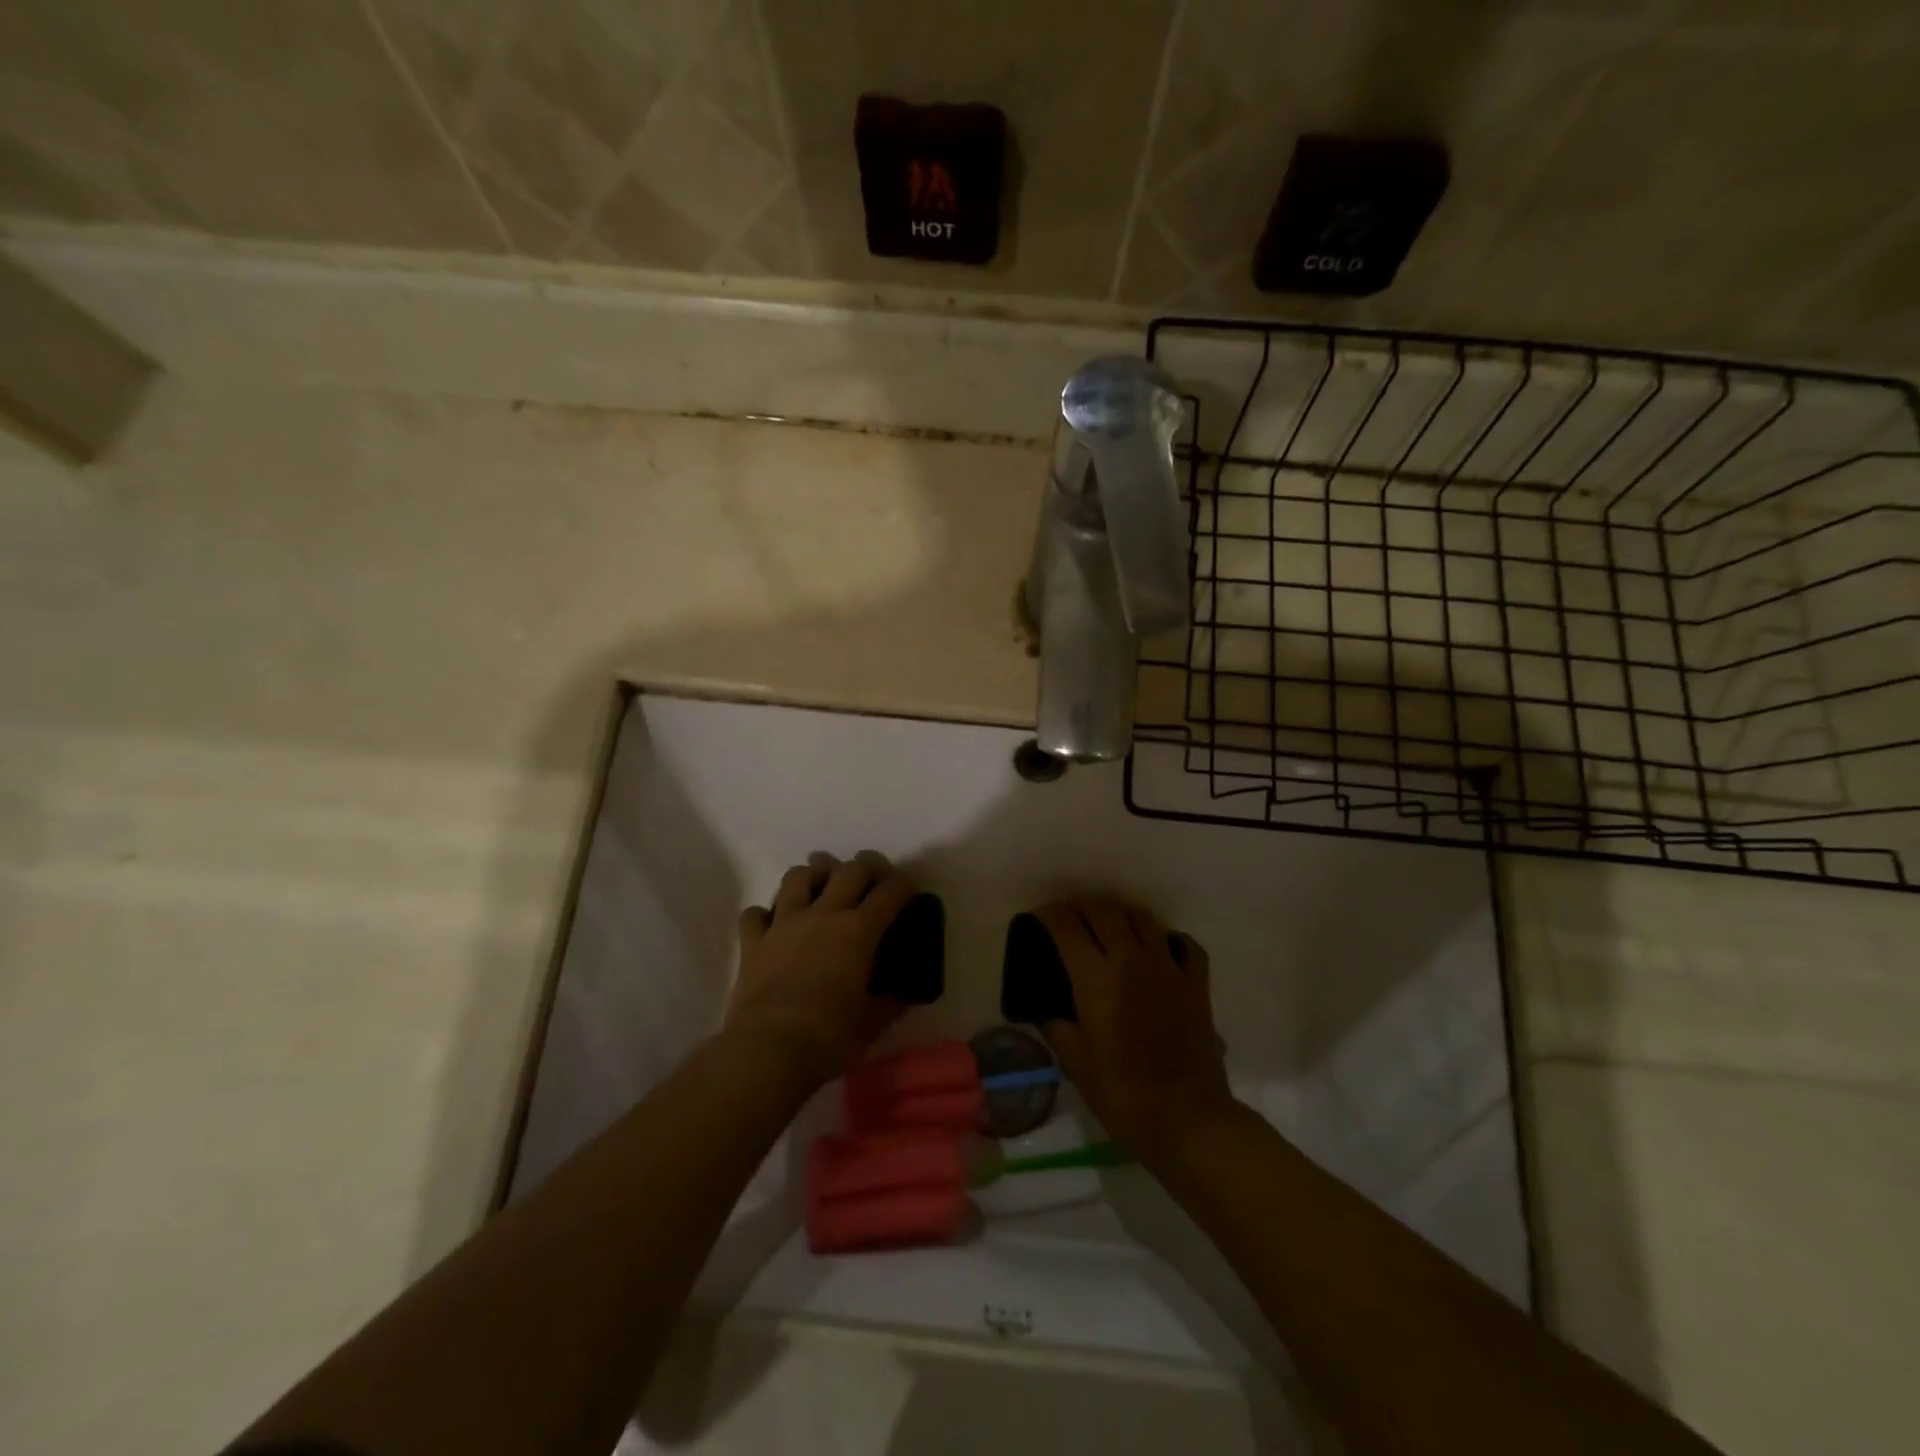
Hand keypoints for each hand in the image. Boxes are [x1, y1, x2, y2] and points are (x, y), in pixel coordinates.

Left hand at [725, 851, 917, 1084]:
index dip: (904, 884)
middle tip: (873, 875)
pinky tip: (773, 924)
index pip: (890, 892)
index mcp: (858, 931)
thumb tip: (905, 993)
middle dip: (867, 865)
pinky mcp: (753, 942)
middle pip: (849, 870)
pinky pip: (755, 913)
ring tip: (821, 886)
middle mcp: (823, 915)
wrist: (768, 1051)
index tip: (909, 889)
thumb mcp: (872, 1023)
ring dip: (814, 875)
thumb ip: (891, 1001)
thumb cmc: (829, 1038)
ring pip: (798, 877)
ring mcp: (784, 924)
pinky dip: (765, 914)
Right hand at [1036, 900, 1235, 1160]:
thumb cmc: (1123, 1094)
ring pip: (1143, 918)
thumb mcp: (1076, 1063)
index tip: (1039, 918)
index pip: (1067, 927)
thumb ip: (1055, 1026)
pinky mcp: (1196, 984)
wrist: (1187, 1118)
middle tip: (1070, 919)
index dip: (1049, 916)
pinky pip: (1184, 944)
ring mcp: (1169, 968)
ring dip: (1120, 916)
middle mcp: (1132, 960)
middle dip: (1082, 907)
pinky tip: (1159, 949)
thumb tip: (1043, 1008)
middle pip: (1104, 911)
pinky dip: (1168, 939)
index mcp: (1097, 979)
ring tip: (1110, 927)